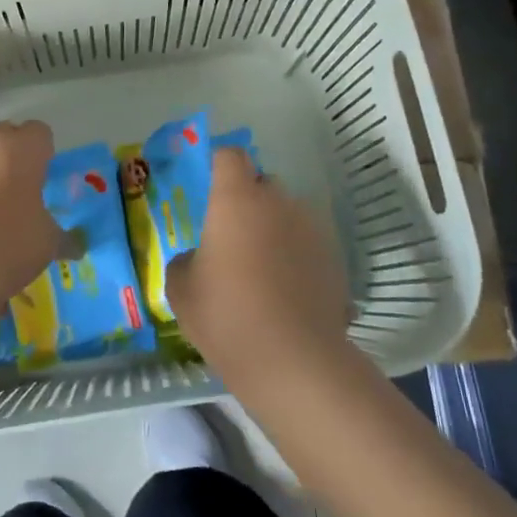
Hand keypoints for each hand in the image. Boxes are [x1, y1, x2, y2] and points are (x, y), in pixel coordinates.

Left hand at [0, 122, 59, 299]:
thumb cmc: (10, 246)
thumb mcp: (48, 243)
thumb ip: (63, 238)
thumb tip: (76, 246)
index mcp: (23, 149)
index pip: (39, 132)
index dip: (40, 152)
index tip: (39, 177)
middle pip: (0, 132)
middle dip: (6, 152)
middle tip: (10, 186)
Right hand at [167, 147, 353, 383]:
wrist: (293, 360)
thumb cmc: (226, 315)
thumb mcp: (181, 289)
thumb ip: (186, 261)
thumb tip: (200, 259)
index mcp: (237, 199)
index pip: (230, 155)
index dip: (219, 165)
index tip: (209, 187)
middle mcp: (279, 202)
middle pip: (263, 183)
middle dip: (248, 201)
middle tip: (232, 237)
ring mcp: (312, 229)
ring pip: (289, 214)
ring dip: (275, 229)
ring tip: (262, 270)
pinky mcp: (335, 260)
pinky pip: (308, 246)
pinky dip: (296, 258)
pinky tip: (287, 294)